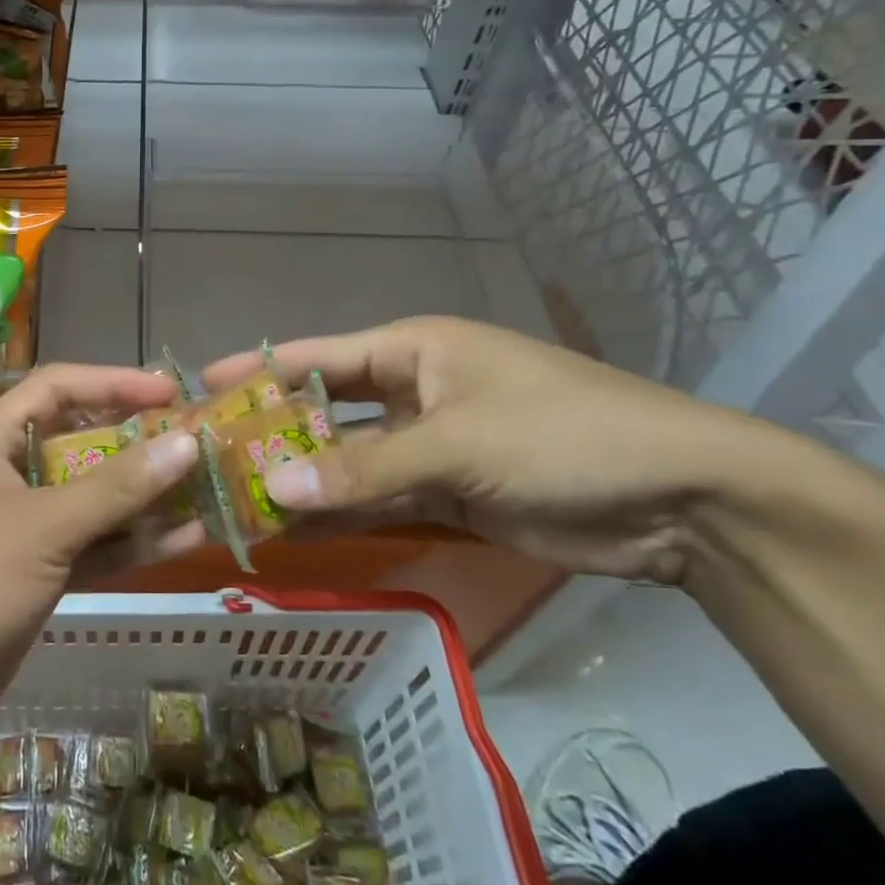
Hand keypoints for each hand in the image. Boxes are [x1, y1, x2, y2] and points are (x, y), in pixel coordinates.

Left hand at [0, 365, 202, 760]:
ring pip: (93, 499)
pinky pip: (92, 546)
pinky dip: (132, 543)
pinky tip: (185, 539)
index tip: (172, 392)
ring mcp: (22, 526)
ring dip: (144, 497)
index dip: (114, 383)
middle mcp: (6, 474)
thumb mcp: (41, 528)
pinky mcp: (35, 573)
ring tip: (207, 489)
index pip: (57, 388)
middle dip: (138, 443)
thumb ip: (115, 488)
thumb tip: (185, 442)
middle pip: (81, 442)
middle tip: (199, 443)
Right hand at [205, 317, 806, 584]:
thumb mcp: (459, 443)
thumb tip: (276, 491)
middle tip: (211, 457)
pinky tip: (296, 533)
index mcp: (414, 351)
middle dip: (276, 434)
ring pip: (350, 463)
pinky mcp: (449, 493)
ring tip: (239, 501)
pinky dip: (344, 516)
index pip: (320, 356)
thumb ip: (365, 467)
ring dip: (306, 482)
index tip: (202, 383)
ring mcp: (430, 446)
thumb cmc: (562, 435)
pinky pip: (380, 500)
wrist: (682, 499)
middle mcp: (414, 392)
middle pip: (328, 412)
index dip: (261, 369)